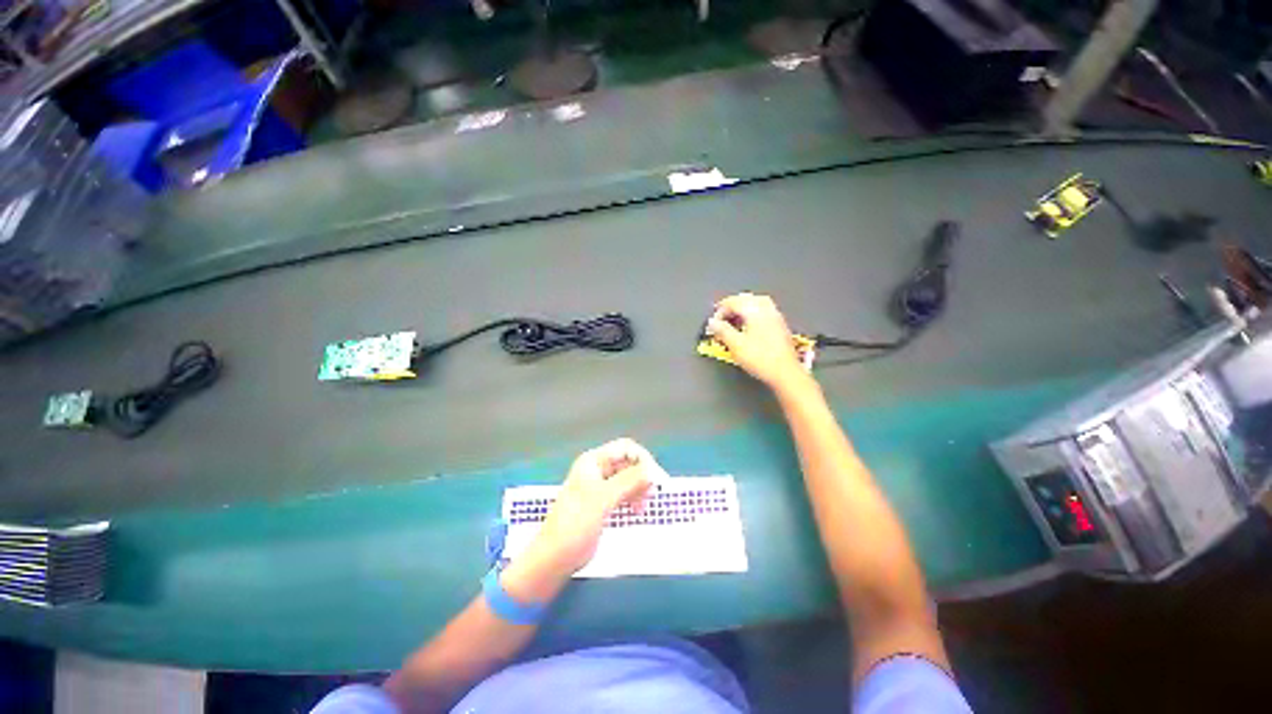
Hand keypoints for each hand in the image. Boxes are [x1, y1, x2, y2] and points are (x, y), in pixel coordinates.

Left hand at [503, 439, 660, 601]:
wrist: (555, 557)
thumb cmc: (575, 524)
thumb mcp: (602, 499)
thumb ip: (628, 482)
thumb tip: (652, 470)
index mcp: (594, 461)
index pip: (625, 448)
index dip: (642, 459)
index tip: (655, 478)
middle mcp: (598, 469)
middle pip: (628, 462)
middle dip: (642, 475)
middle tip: (651, 496)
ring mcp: (600, 486)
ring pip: (628, 478)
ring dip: (640, 488)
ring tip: (643, 507)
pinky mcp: (603, 502)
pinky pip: (625, 492)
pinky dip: (634, 498)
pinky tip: (637, 511)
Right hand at [707, 292, 808, 390]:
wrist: (785, 372)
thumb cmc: (761, 358)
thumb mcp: (735, 345)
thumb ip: (722, 330)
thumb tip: (713, 322)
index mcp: (755, 311)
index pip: (733, 302)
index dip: (720, 311)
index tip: (713, 323)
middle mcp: (767, 310)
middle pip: (746, 299)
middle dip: (732, 306)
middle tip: (722, 318)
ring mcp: (776, 317)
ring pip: (756, 304)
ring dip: (743, 309)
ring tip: (733, 321)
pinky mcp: (780, 327)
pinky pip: (764, 312)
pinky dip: (752, 315)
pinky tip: (748, 327)